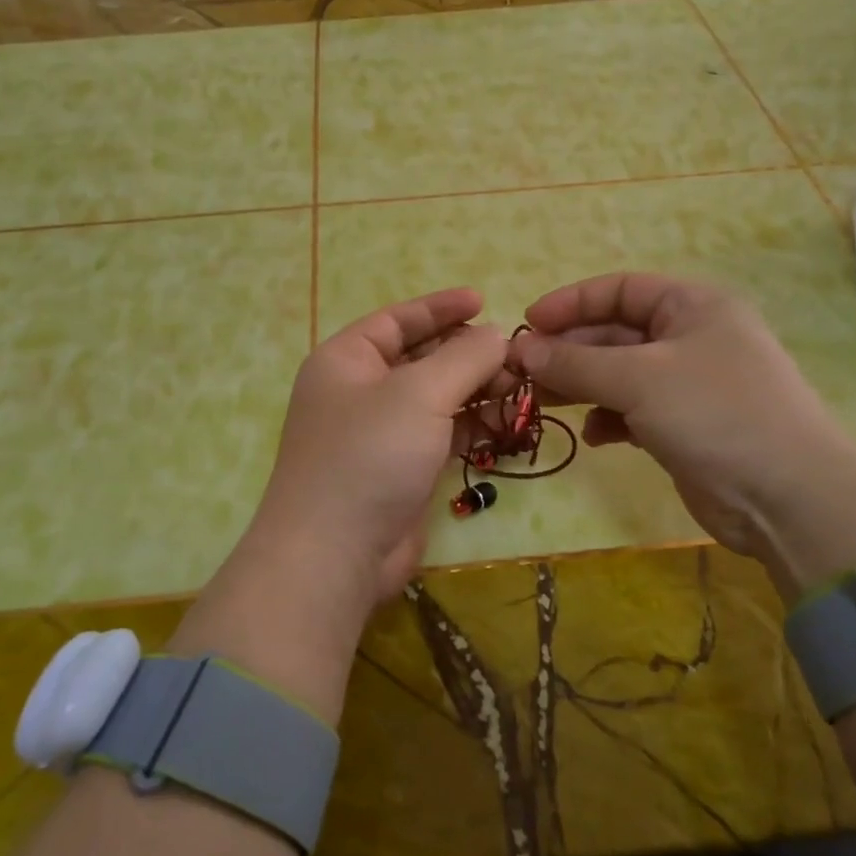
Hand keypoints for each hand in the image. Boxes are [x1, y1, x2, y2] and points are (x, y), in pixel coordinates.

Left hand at [235, 288, 507, 612]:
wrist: (335, 554)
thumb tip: (497, 336)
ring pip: (435, 399)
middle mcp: (359, 393)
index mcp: (346, 360)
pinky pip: (440, 435)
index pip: (397, 320)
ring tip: (520, 388)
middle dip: (467, 354)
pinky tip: (506, 423)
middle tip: (515, 356)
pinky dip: (471, 427)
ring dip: (475, 391)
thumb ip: (464, 358)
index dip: (440, 308)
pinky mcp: (400, 471)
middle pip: (420, 359)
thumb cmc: (369, 455)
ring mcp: (379, 435)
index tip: (485, 301)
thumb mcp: (419, 393)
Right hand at [510, 274, 855, 594]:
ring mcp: (689, 384)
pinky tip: (593, 437)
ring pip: (619, 374)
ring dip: (582, 386)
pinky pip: (633, 411)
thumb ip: (576, 363)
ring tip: (542, 404)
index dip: (571, 303)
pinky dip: (609, 419)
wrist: (787, 496)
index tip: (528, 326)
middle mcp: (691, 337)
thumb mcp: (638, 379)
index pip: (619, 289)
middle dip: (569, 352)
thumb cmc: (715, 414)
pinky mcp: (685, 426)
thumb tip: (521, 350)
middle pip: (615, 333)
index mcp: (692, 306)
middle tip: (522, 374)